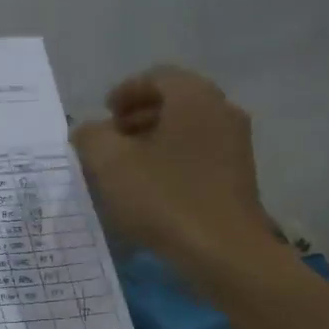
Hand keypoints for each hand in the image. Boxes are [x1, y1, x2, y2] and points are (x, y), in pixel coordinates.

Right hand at [72, 67, 279, 279]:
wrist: (224, 252)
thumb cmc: (164, 199)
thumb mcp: (109, 164)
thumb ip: (91, 137)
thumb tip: (89, 131)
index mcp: (194, 97)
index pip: (157, 77)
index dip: (125, 91)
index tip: (103, 114)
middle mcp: (221, 111)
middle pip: (174, 102)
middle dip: (137, 117)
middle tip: (110, 140)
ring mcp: (235, 145)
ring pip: (187, 130)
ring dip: (154, 141)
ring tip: (125, 168)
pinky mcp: (238, 177)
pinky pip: (198, 155)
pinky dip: (172, 160)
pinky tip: (151, 189)